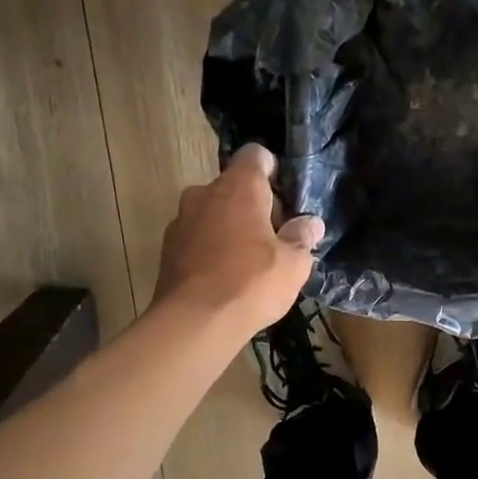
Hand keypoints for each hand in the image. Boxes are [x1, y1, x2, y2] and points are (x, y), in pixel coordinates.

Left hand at [154, 145, 323, 332]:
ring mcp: (180, 221)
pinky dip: (210, 250)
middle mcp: (204, 193)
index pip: (255, 156)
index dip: (272, 170)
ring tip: (248, 262)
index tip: (285, 197)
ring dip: (230, 228)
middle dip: (253, 206)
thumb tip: (310, 224)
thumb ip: (302, 238)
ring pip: (212, 214)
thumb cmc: (251, 283)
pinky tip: (225, 278)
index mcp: (238, 187)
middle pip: (233, 187)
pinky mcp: (167, 250)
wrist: (194, 323)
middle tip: (274, 238)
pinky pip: (197, 239)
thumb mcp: (293, 264)